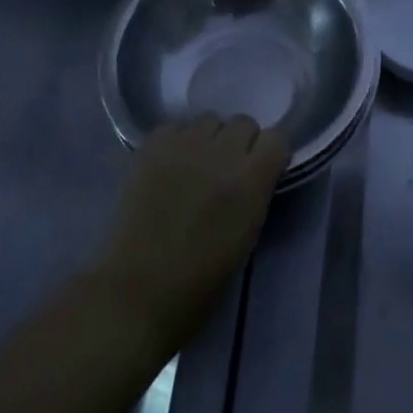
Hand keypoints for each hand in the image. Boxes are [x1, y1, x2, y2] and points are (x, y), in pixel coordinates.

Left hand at [93, 117, 288, 354]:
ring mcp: (184, 145)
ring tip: (194, 164)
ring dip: (208, 138)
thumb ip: (255, 194)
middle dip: (240, 142)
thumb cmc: (199, 284)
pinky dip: (175, 141)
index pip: (276, 138)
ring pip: (208, 119)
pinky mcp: (151, 147)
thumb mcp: (246, 237)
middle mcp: (222, 152)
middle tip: (226, 169)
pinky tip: (168, 164)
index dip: (269, 154)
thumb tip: (253, 175)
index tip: (261, 170)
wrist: (136, 293)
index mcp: (251, 180)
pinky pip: (173, 127)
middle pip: (243, 122)